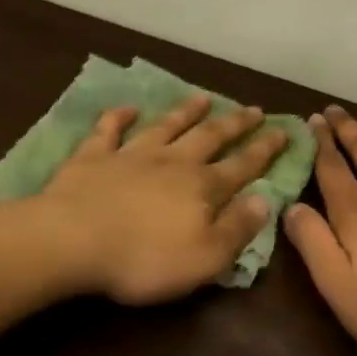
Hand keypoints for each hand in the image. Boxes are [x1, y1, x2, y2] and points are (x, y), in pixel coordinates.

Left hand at [39, 96, 288, 305]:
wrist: (72, 241)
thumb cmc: (143, 258)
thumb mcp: (205, 257)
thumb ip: (237, 229)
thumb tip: (266, 200)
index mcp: (201, 188)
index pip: (241, 166)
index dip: (264, 150)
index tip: (283, 131)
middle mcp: (171, 162)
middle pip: (208, 137)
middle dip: (233, 124)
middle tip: (253, 109)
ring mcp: (130, 155)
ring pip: (164, 126)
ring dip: (184, 111)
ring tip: (202, 97)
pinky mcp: (92, 157)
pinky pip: (108, 130)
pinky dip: (118, 116)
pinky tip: (126, 108)